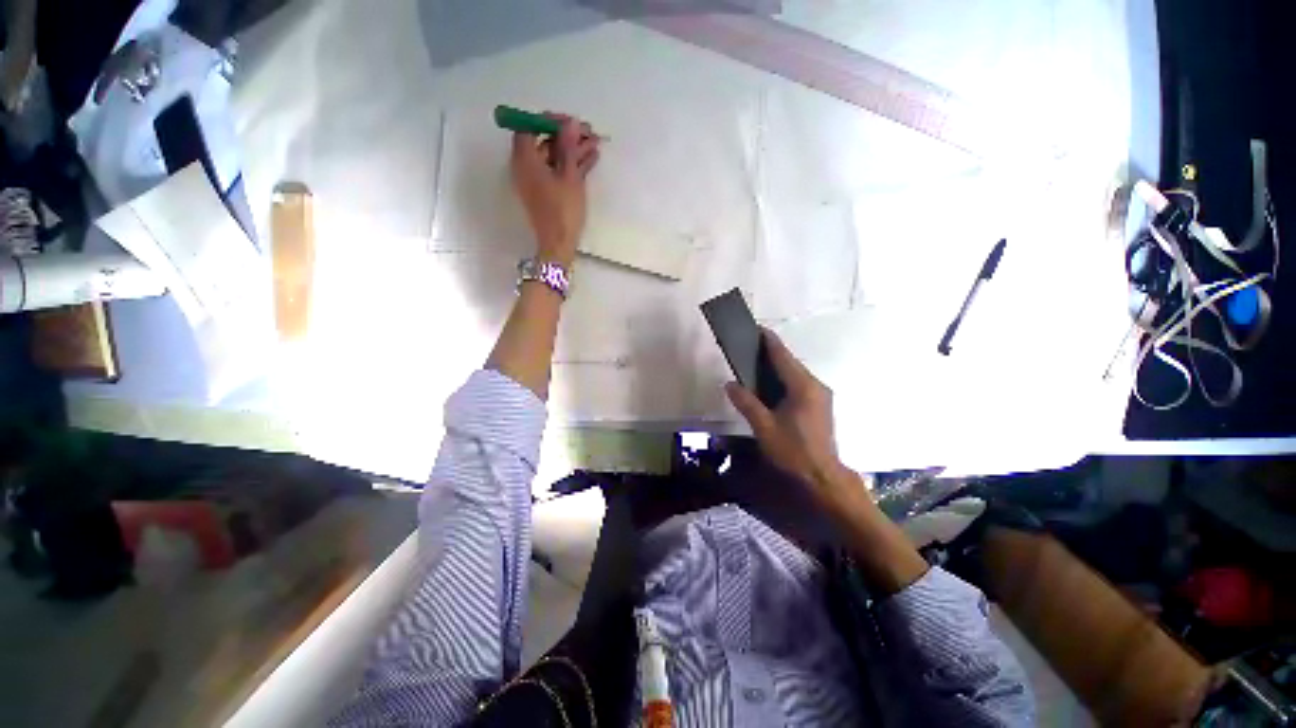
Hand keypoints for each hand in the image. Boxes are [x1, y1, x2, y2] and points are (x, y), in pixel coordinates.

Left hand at [510, 113, 600, 265]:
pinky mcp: (546, 192)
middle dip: (566, 135)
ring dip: (573, 150)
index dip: (549, 121)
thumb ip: (568, 147)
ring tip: (596, 144)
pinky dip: (572, 164)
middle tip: (588, 132)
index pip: (530, 128)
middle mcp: (526, 167)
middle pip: (544, 142)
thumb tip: (570, 122)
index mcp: (524, 160)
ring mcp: (536, 181)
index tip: (570, 122)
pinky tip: (591, 158)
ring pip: (554, 157)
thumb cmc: (562, 211)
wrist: (558, 245)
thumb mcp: (569, 176)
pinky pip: (557, 171)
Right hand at [725, 329, 853, 506]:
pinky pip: (800, 384)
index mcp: (803, 387)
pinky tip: (771, 385)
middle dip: (772, 353)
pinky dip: (784, 379)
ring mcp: (821, 396)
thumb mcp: (764, 427)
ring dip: (778, 366)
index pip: (783, 356)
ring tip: (756, 363)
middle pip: (791, 363)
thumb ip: (747, 403)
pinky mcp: (820, 406)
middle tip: (749, 348)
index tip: (756, 328)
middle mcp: (815, 386)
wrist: (823, 477)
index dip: (769, 341)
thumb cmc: (793, 451)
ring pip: (796, 374)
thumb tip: (729, 384)